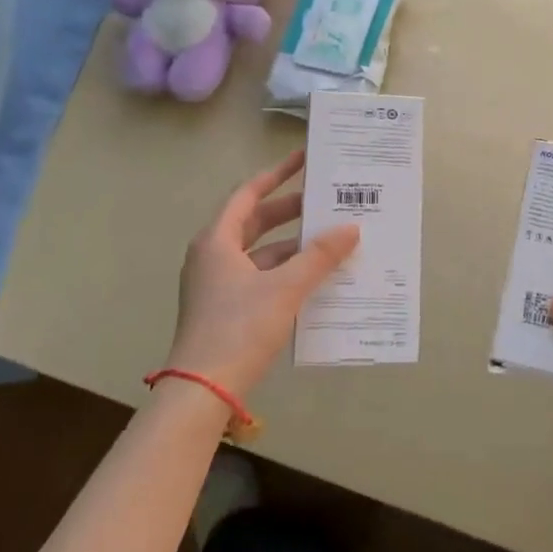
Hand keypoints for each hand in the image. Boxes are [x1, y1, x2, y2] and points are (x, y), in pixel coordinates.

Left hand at [167, 151, 358, 398]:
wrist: (202, 391)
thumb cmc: (239, 328)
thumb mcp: (285, 288)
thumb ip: (319, 256)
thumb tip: (351, 229)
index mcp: (217, 240)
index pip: (249, 194)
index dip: (277, 174)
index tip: (304, 160)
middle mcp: (213, 256)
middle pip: (255, 222)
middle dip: (291, 211)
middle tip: (325, 202)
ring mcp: (217, 284)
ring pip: (260, 253)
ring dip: (293, 246)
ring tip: (331, 240)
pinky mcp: (225, 309)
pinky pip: (260, 277)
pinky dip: (286, 273)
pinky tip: (315, 279)